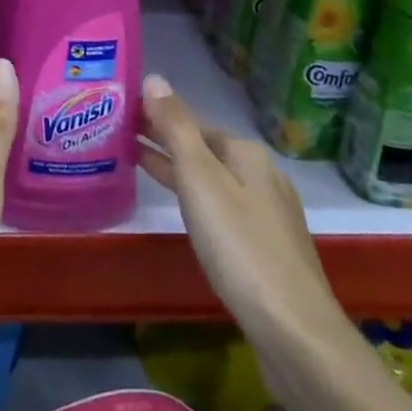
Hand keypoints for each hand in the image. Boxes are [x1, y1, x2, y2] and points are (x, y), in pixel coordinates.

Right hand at [137, 74, 337, 341]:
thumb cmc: (240, 247)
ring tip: (133, 161)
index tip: (118, 110)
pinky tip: (179, 207)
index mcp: (246, 153)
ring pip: (209, 177)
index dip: (155, 114)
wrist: (295, 332)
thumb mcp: (200, 180)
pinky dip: (191, 196)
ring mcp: (265, 212)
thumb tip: (154, 78)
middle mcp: (260, 174)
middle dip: (163, 138)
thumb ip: (176, 128)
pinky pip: (218, 205)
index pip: (191, 121)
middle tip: (116, 132)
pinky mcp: (264, 246)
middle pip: (202, 148)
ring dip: (174, 167)